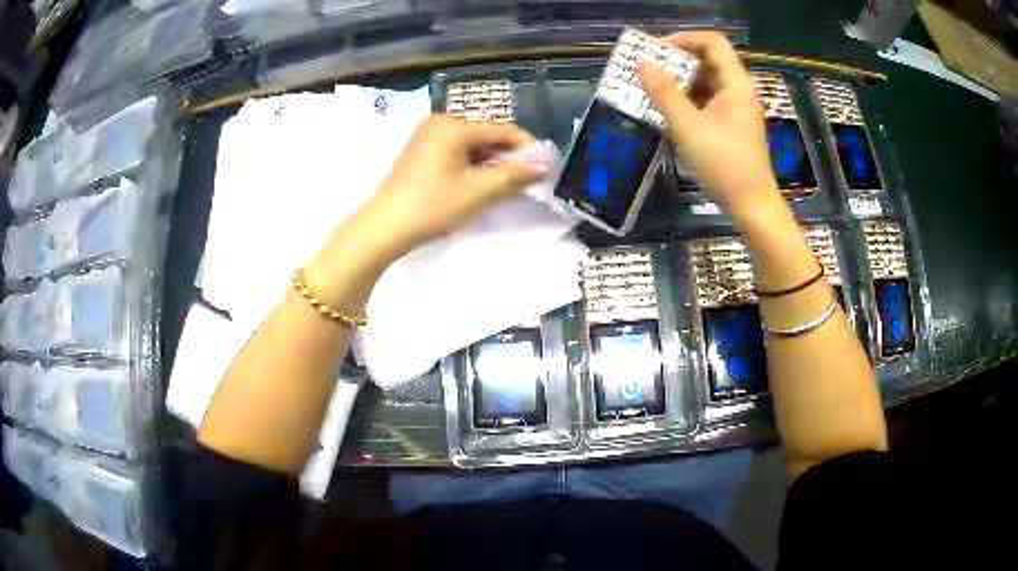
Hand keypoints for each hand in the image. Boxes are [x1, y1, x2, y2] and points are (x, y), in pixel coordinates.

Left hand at [364, 115, 548, 255]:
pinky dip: (472, 164)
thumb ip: (514, 175)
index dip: (528, 148)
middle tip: (527, 180)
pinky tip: (480, 182)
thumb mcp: (478, 191)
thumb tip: (544, 165)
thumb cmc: (432, 206)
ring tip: (507, 185)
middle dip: (509, 156)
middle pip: (487, 134)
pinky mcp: (420, 151)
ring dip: (492, 162)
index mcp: (454, 125)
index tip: (545, 168)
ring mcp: (427, 135)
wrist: (384, 228)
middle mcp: (440, 122)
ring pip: (472, 144)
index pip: (503, 129)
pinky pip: (456, 151)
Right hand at [638, 32, 778, 216]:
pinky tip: (671, 112)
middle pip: (708, 59)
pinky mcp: (733, 123)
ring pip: (707, 80)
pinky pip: (709, 99)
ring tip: (654, 91)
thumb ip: (664, 93)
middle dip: (677, 61)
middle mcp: (739, 89)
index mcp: (735, 83)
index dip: (684, 39)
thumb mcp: (688, 127)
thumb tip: (642, 63)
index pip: (712, 41)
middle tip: (649, 71)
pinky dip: (689, 99)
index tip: (657, 51)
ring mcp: (737, 107)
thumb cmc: (724, 165)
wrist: (752, 205)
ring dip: (680, 81)